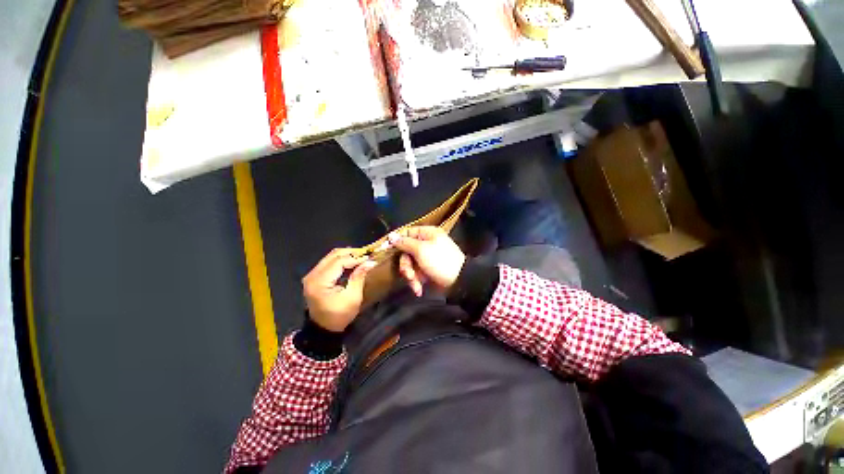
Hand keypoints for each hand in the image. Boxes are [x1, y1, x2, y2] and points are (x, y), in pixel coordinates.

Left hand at [302, 248, 376, 331]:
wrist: (324, 328)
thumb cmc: (339, 315)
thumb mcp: (353, 298)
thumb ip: (359, 277)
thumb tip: (370, 262)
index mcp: (319, 282)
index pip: (338, 262)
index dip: (355, 258)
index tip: (369, 258)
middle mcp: (312, 275)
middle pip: (333, 255)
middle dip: (351, 253)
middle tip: (366, 254)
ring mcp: (311, 275)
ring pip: (330, 256)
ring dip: (346, 255)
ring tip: (360, 257)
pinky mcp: (314, 276)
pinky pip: (328, 262)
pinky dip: (341, 260)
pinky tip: (351, 262)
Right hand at [391, 226, 465, 295]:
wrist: (458, 281)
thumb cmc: (440, 261)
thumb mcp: (421, 250)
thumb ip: (405, 243)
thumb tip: (391, 236)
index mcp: (427, 233)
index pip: (407, 233)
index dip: (396, 241)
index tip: (385, 249)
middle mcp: (426, 243)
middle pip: (406, 251)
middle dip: (406, 265)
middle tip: (408, 274)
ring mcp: (426, 257)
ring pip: (410, 264)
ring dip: (411, 275)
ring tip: (415, 284)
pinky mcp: (427, 269)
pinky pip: (416, 272)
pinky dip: (416, 281)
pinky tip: (419, 289)